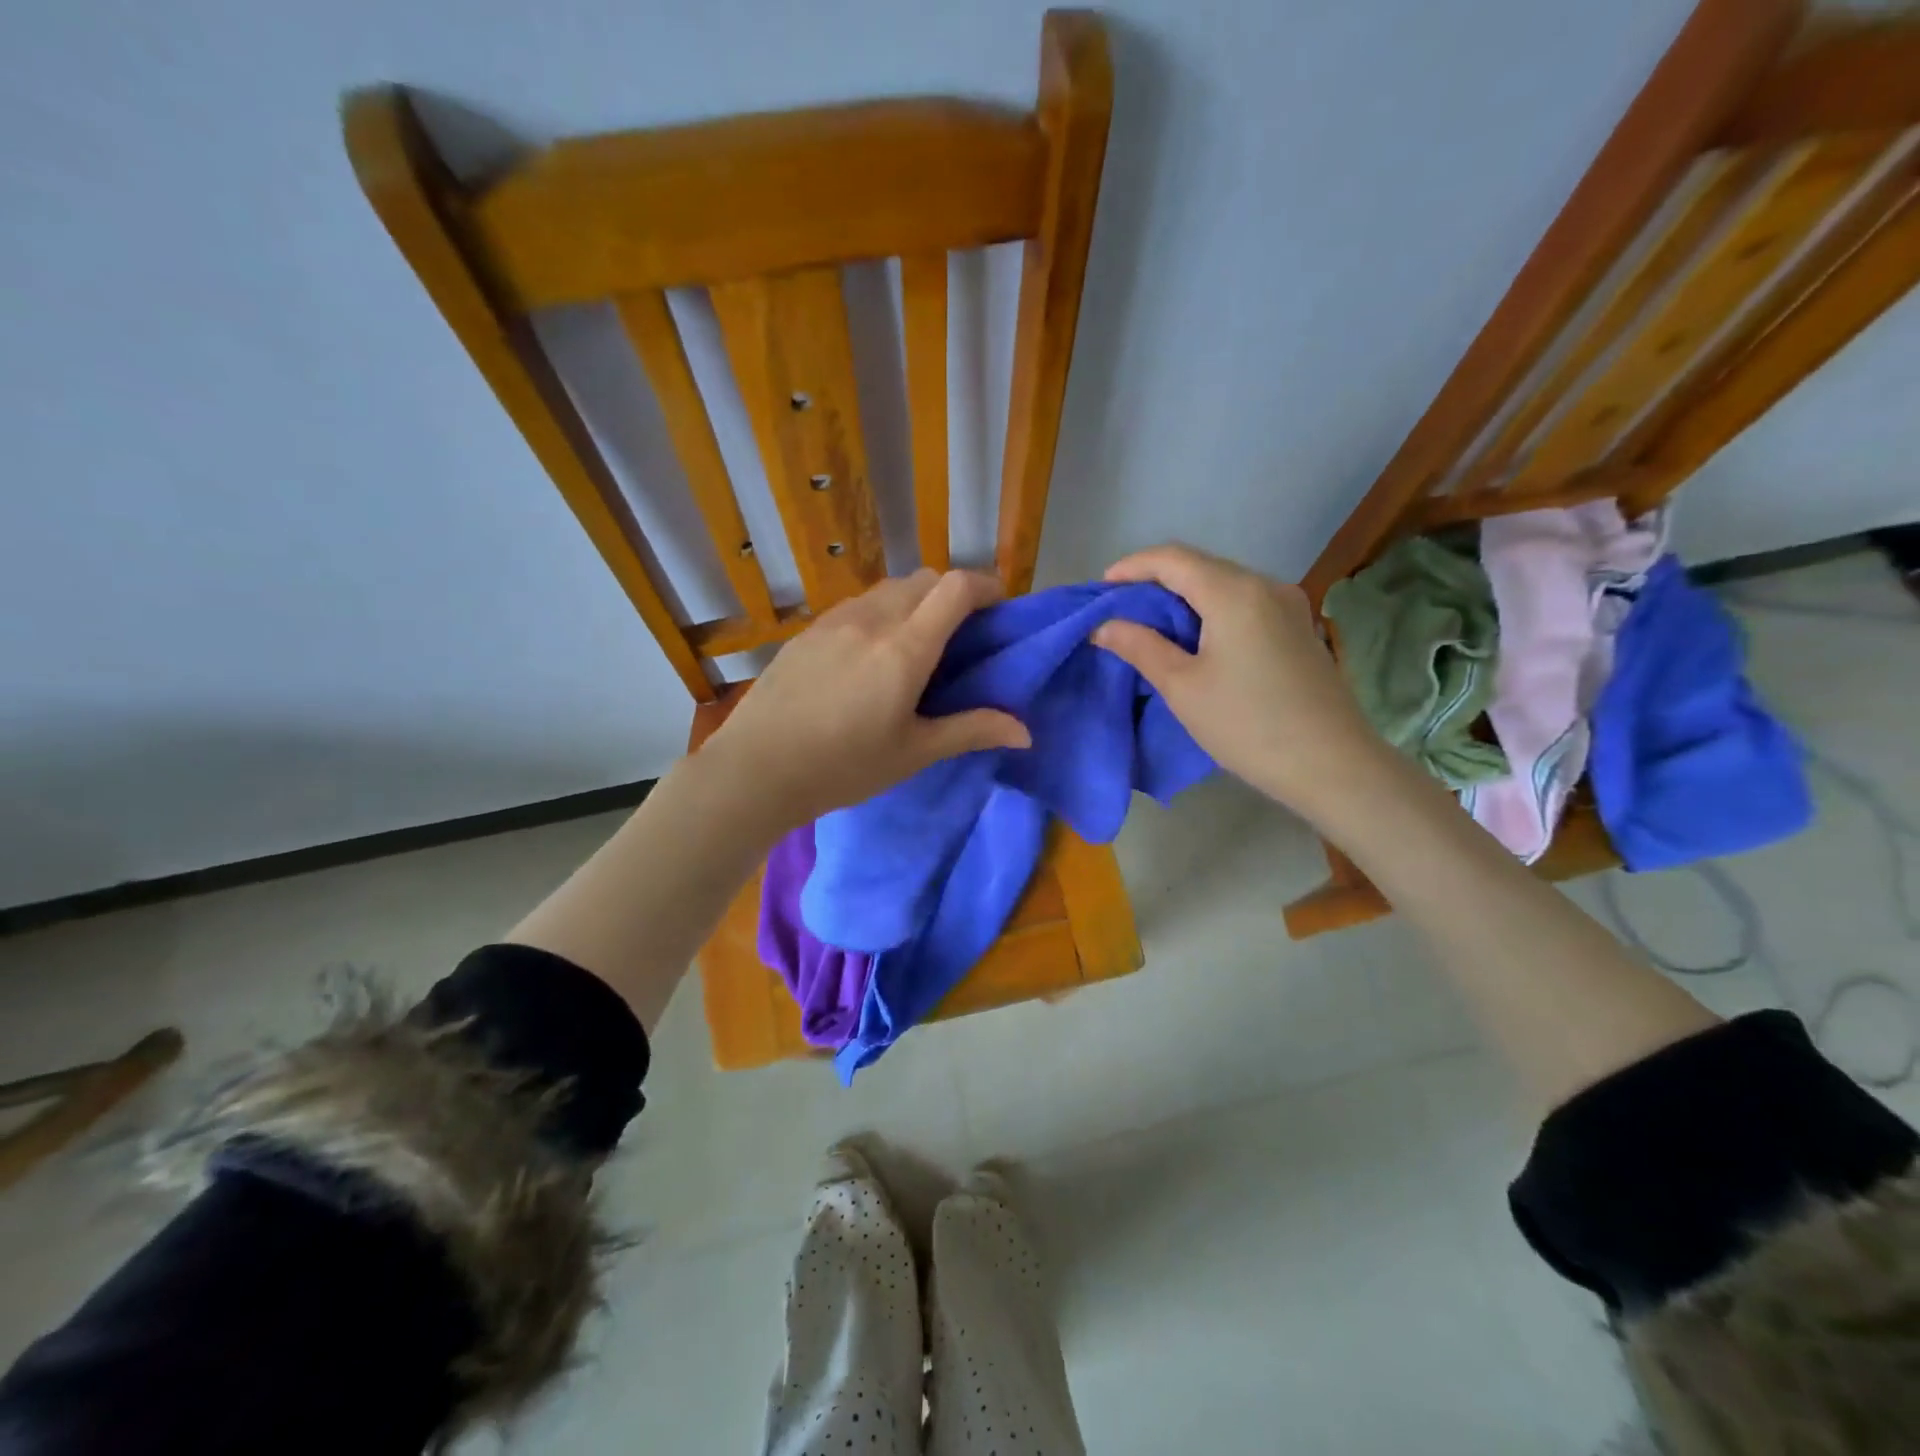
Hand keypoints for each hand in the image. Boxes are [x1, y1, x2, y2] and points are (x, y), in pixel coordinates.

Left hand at [700, 569, 1030, 830]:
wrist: (756, 769)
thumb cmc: (843, 766)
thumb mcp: (913, 753)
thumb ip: (971, 730)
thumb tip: (1025, 732)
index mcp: (905, 648)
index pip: (957, 588)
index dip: (987, 587)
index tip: (1000, 610)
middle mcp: (872, 620)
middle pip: (926, 579)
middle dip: (954, 594)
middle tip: (962, 635)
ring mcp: (835, 621)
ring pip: (889, 589)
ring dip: (916, 601)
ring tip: (916, 645)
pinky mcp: (808, 631)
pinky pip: (858, 605)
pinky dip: (881, 613)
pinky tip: (870, 656)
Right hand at [1093, 543, 1381, 811]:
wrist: (1332, 765)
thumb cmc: (1247, 724)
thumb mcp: (1182, 687)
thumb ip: (1140, 647)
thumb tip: (1104, 625)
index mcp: (1234, 592)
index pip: (1172, 558)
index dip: (1131, 567)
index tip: (1100, 589)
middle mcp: (1265, 585)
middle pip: (1200, 566)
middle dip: (1155, 581)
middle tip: (1120, 610)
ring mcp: (1288, 605)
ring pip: (1224, 584)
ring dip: (1183, 597)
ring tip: (1150, 625)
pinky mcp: (1298, 627)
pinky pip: (1244, 603)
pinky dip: (1210, 610)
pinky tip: (1195, 637)